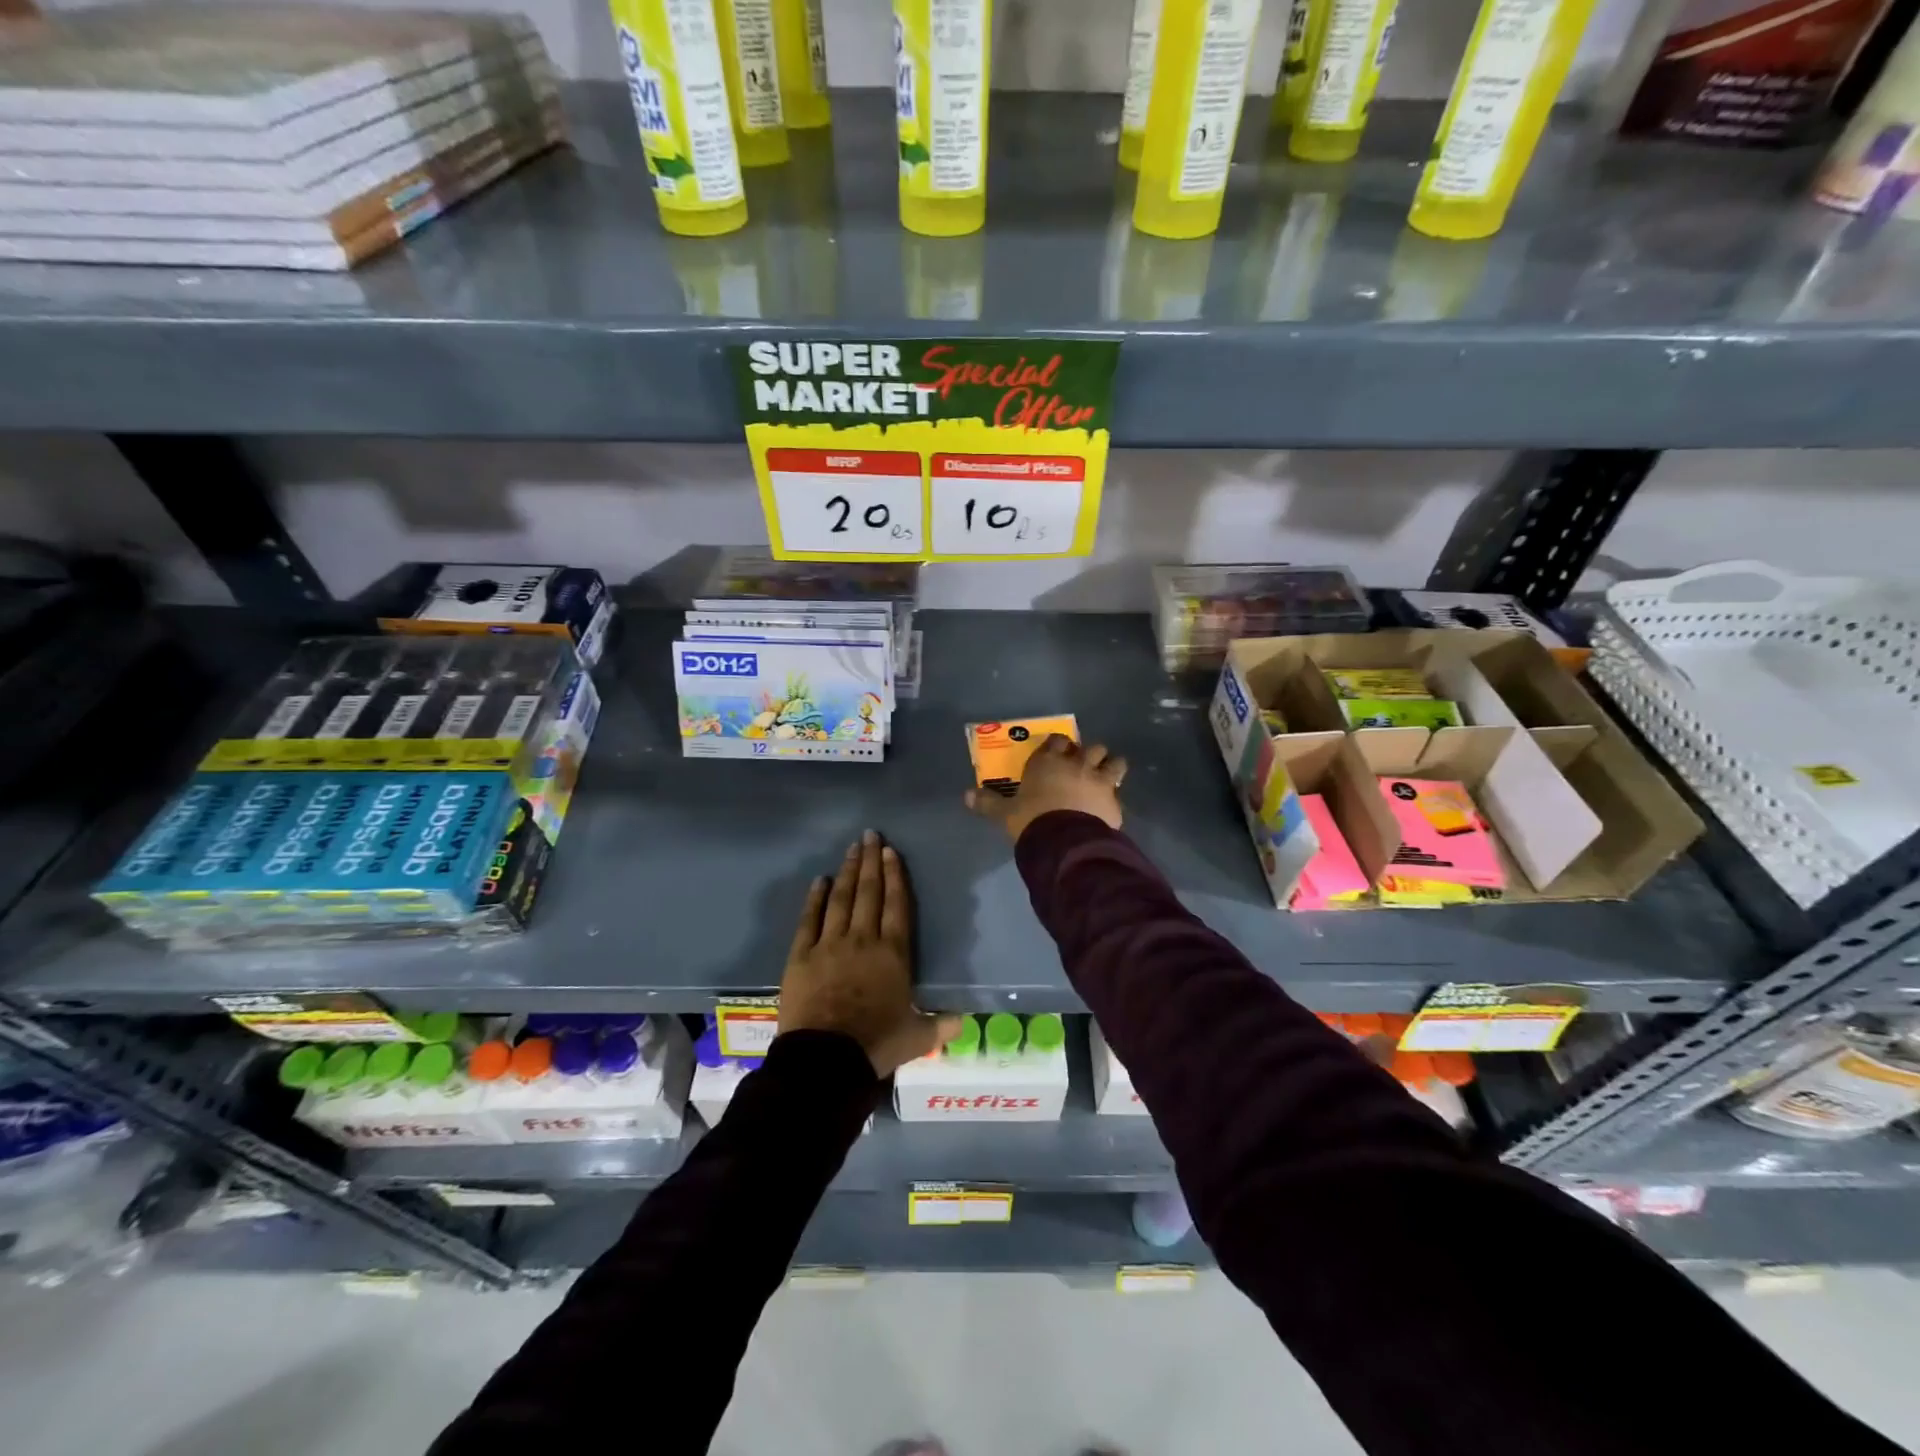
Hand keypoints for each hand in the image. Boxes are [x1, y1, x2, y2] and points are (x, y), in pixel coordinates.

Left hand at [779, 830, 961, 1075]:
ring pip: (840, 899)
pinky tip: (820, 881)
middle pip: (868, 893)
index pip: (896, 905)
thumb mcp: (917, 1037)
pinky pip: (809, 919)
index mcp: (893, 953)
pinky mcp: (801, 956)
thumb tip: (966, 1021)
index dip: (894, 876)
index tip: (890, 852)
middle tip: (870, 835)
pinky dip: (815, 898)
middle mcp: (862, 940)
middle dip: (871, 862)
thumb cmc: (876, 1044)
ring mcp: (829, 945)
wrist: (826, 1059)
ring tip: (851, 849)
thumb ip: (941, 1025)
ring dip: (848, 872)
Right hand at [964, 733, 1126, 842]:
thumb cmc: (1031, 820)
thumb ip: (988, 803)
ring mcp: (1100, 779)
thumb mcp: (1005, 813)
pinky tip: (1108, 806)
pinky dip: (1114, 796)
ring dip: (1110, 767)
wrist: (1064, 841)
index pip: (1057, 740)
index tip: (1057, 752)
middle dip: (1088, 754)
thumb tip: (966, 795)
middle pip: (1091, 747)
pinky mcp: (1114, 800)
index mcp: (1048, 761)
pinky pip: (1119, 792)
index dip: (1058, 745)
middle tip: (1082, 766)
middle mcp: (1076, 763)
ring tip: (1105, 777)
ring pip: (1115, 761)